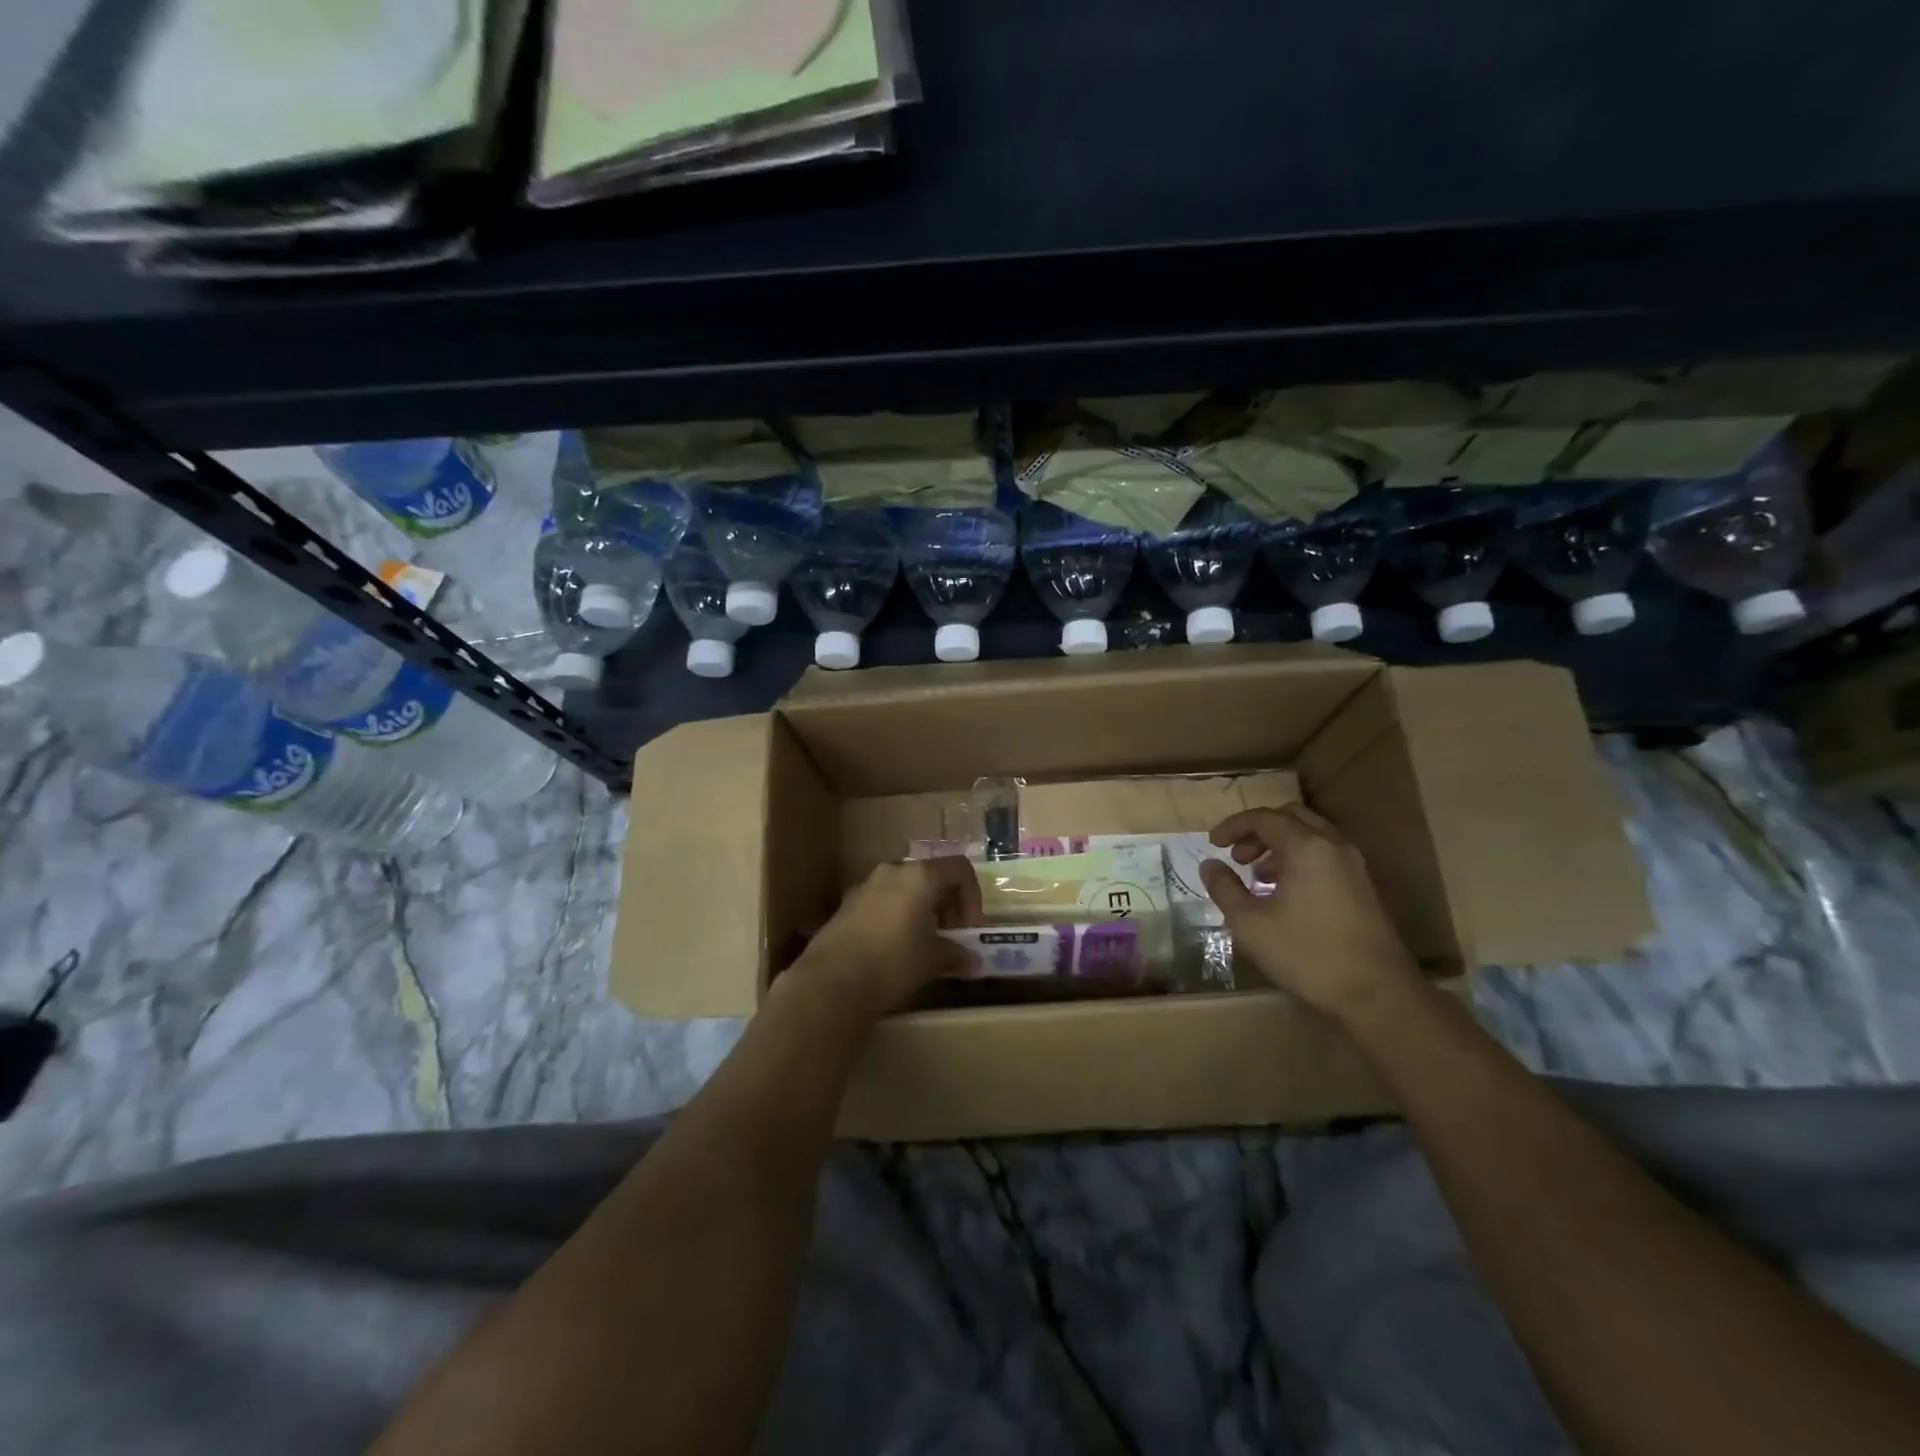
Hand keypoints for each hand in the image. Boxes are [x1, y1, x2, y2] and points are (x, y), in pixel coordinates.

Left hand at [793, 857, 982, 1017]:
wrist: (831, 982)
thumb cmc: (893, 962)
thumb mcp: (933, 960)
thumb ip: (956, 954)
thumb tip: (973, 961)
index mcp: (920, 876)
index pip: (959, 869)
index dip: (972, 896)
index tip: (969, 928)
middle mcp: (892, 871)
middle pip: (931, 876)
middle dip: (947, 904)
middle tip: (950, 936)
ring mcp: (865, 886)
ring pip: (905, 889)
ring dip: (921, 911)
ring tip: (923, 945)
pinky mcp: (846, 905)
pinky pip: (882, 902)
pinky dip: (896, 917)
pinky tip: (893, 949)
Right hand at [1199, 806, 1422, 1022]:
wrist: (1377, 994)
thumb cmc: (1307, 954)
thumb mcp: (1250, 924)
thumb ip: (1225, 888)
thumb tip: (1210, 865)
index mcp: (1306, 847)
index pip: (1263, 818)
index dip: (1233, 826)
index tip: (1212, 844)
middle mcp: (1333, 846)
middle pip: (1290, 817)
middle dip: (1258, 831)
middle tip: (1237, 856)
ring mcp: (1353, 866)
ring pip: (1311, 835)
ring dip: (1279, 845)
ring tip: (1257, 876)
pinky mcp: (1363, 887)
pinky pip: (1325, 855)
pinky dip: (1299, 859)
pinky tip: (1285, 893)